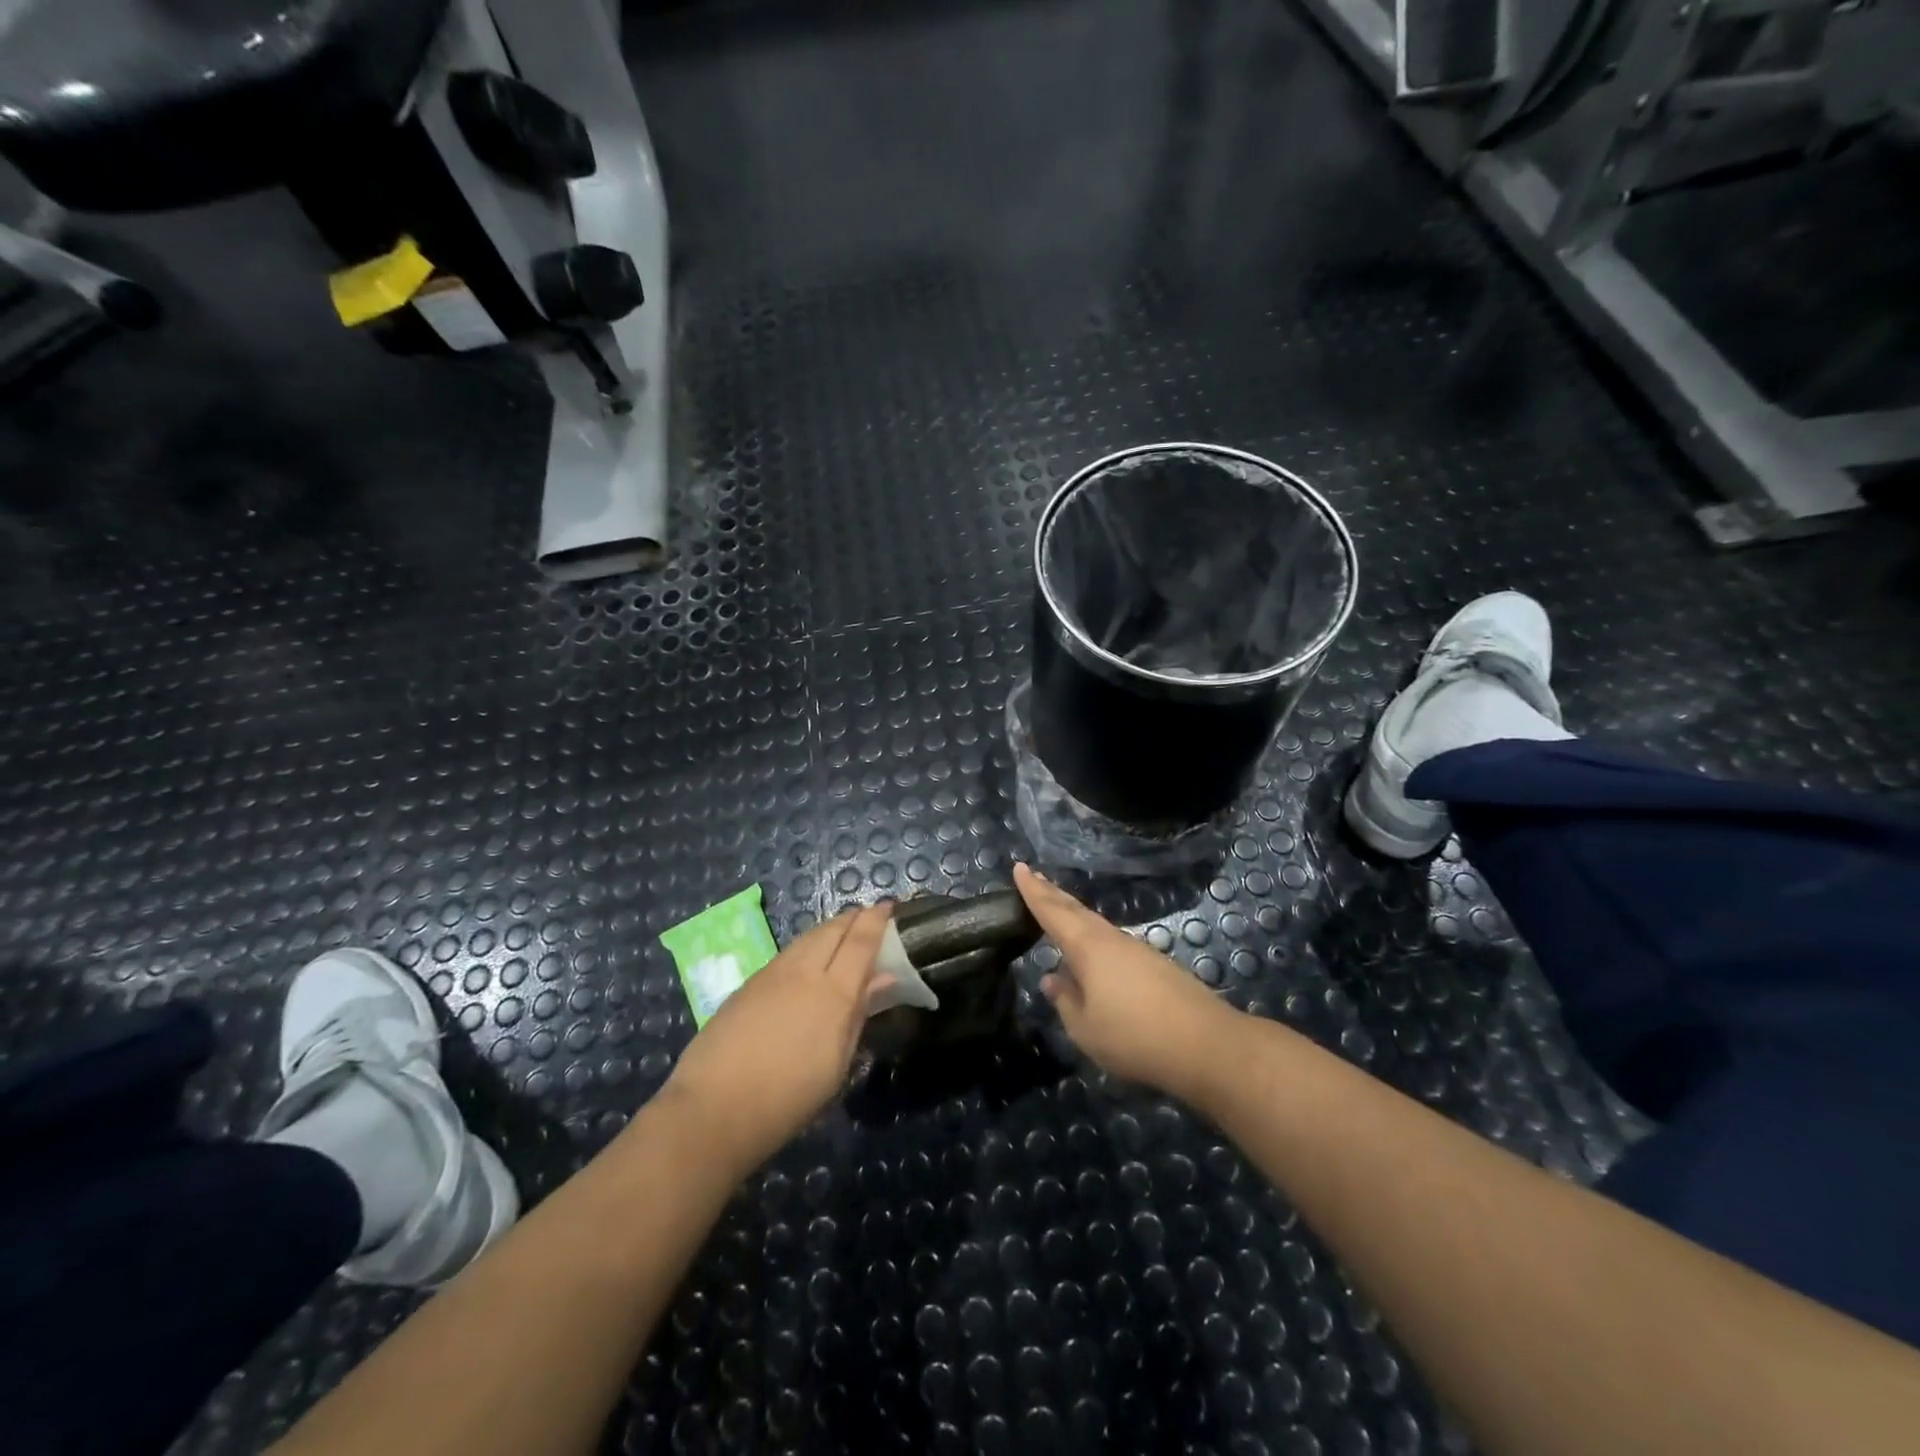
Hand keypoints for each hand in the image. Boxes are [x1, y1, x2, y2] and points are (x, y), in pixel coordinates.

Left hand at [663, 903, 891, 1170]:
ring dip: (829, 928)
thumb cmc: (788, 1099)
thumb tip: (882, 979)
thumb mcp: (837, 1065)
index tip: (889, 906)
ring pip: (808, 937)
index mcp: (834, 993)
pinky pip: (788, 952)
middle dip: (853, 918)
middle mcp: (804, 972)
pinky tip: (809, 956)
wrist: (714, 1108)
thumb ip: (859, 1015)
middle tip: (869, 916)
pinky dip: (807, 944)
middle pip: (833, 930)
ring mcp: (773, 974)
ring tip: (842, 931)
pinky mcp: (749, 983)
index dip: (876, 921)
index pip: (860, 942)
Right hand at [1015, 862, 1238, 1101]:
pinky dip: (1093, 935)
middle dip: (1052, 893)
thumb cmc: (1134, 1037)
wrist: (1205, 1044)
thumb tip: (1052, 978)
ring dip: (1073, 913)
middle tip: (1033, 876)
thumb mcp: (1085, 1028)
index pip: (1052, 911)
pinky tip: (1092, 951)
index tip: (1019, 867)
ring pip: (1096, 924)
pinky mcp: (1155, 964)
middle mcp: (1111, 939)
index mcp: (1087, 948)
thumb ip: (1065, 1000)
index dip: (1033, 890)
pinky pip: (1112, 941)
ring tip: (1057, 908)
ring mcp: (1136, 949)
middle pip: (1076, 910)